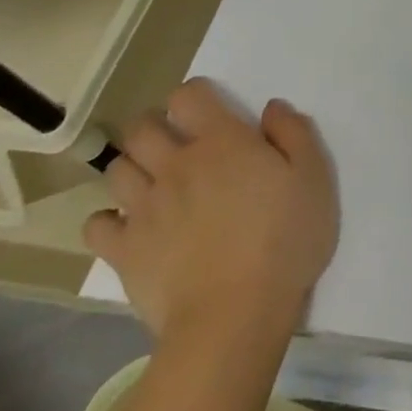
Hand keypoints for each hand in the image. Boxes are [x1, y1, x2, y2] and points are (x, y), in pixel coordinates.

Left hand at [85, 82, 339, 354]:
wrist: (235, 314)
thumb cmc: (285, 239)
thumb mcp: (314, 178)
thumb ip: (294, 134)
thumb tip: (271, 108)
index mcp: (222, 142)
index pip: (189, 96)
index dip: (196, 96)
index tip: (211, 111)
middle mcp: (175, 165)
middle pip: (142, 127)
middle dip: (155, 126)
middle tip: (177, 143)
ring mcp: (143, 208)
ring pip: (117, 169)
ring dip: (134, 167)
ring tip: (155, 182)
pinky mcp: (123, 250)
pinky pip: (97, 223)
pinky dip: (109, 219)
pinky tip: (131, 227)